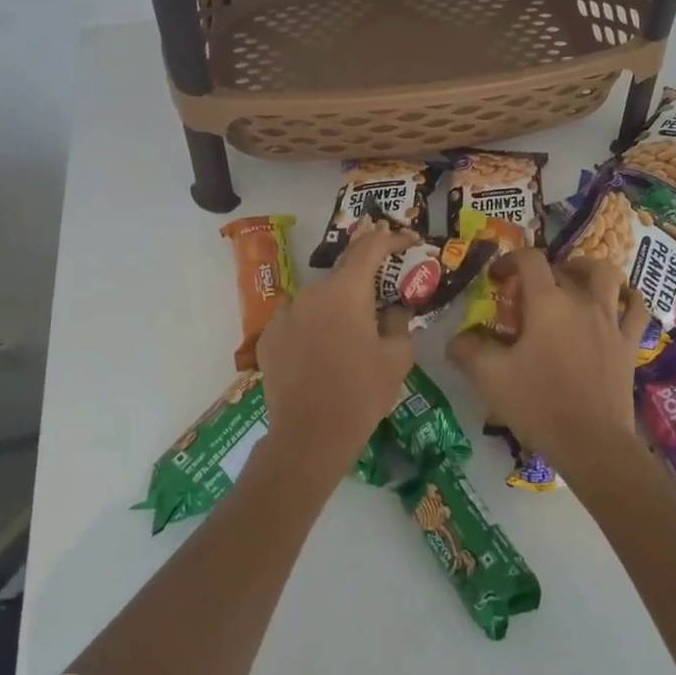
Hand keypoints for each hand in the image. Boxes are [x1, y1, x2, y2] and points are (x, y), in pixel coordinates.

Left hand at [255, 220, 415, 484]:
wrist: (309, 436)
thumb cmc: (361, 393)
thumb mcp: (396, 358)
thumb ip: (399, 322)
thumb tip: (395, 309)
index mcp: (345, 290)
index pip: (370, 247)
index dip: (391, 238)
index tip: (407, 239)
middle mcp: (311, 292)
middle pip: (342, 275)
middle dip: (363, 282)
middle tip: (381, 299)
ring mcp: (285, 313)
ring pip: (318, 300)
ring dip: (335, 308)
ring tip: (348, 338)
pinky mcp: (268, 337)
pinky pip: (297, 322)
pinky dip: (311, 328)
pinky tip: (321, 354)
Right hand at [448, 249, 649, 475]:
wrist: (592, 444)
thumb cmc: (538, 404)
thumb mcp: (490, 378)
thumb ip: (468, 351)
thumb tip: (455, 340)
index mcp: (547, 303)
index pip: (530, 260)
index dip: (510, 260)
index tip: (496, 278)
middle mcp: (581, 302)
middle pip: (564, 268)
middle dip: (542, 272)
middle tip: (527, 292)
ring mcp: (610, 321)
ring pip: (607, 277)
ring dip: (588, 270)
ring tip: (574, 280)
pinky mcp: (628, 344)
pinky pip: (636, 309)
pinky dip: (628, 298)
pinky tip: (619, 301)